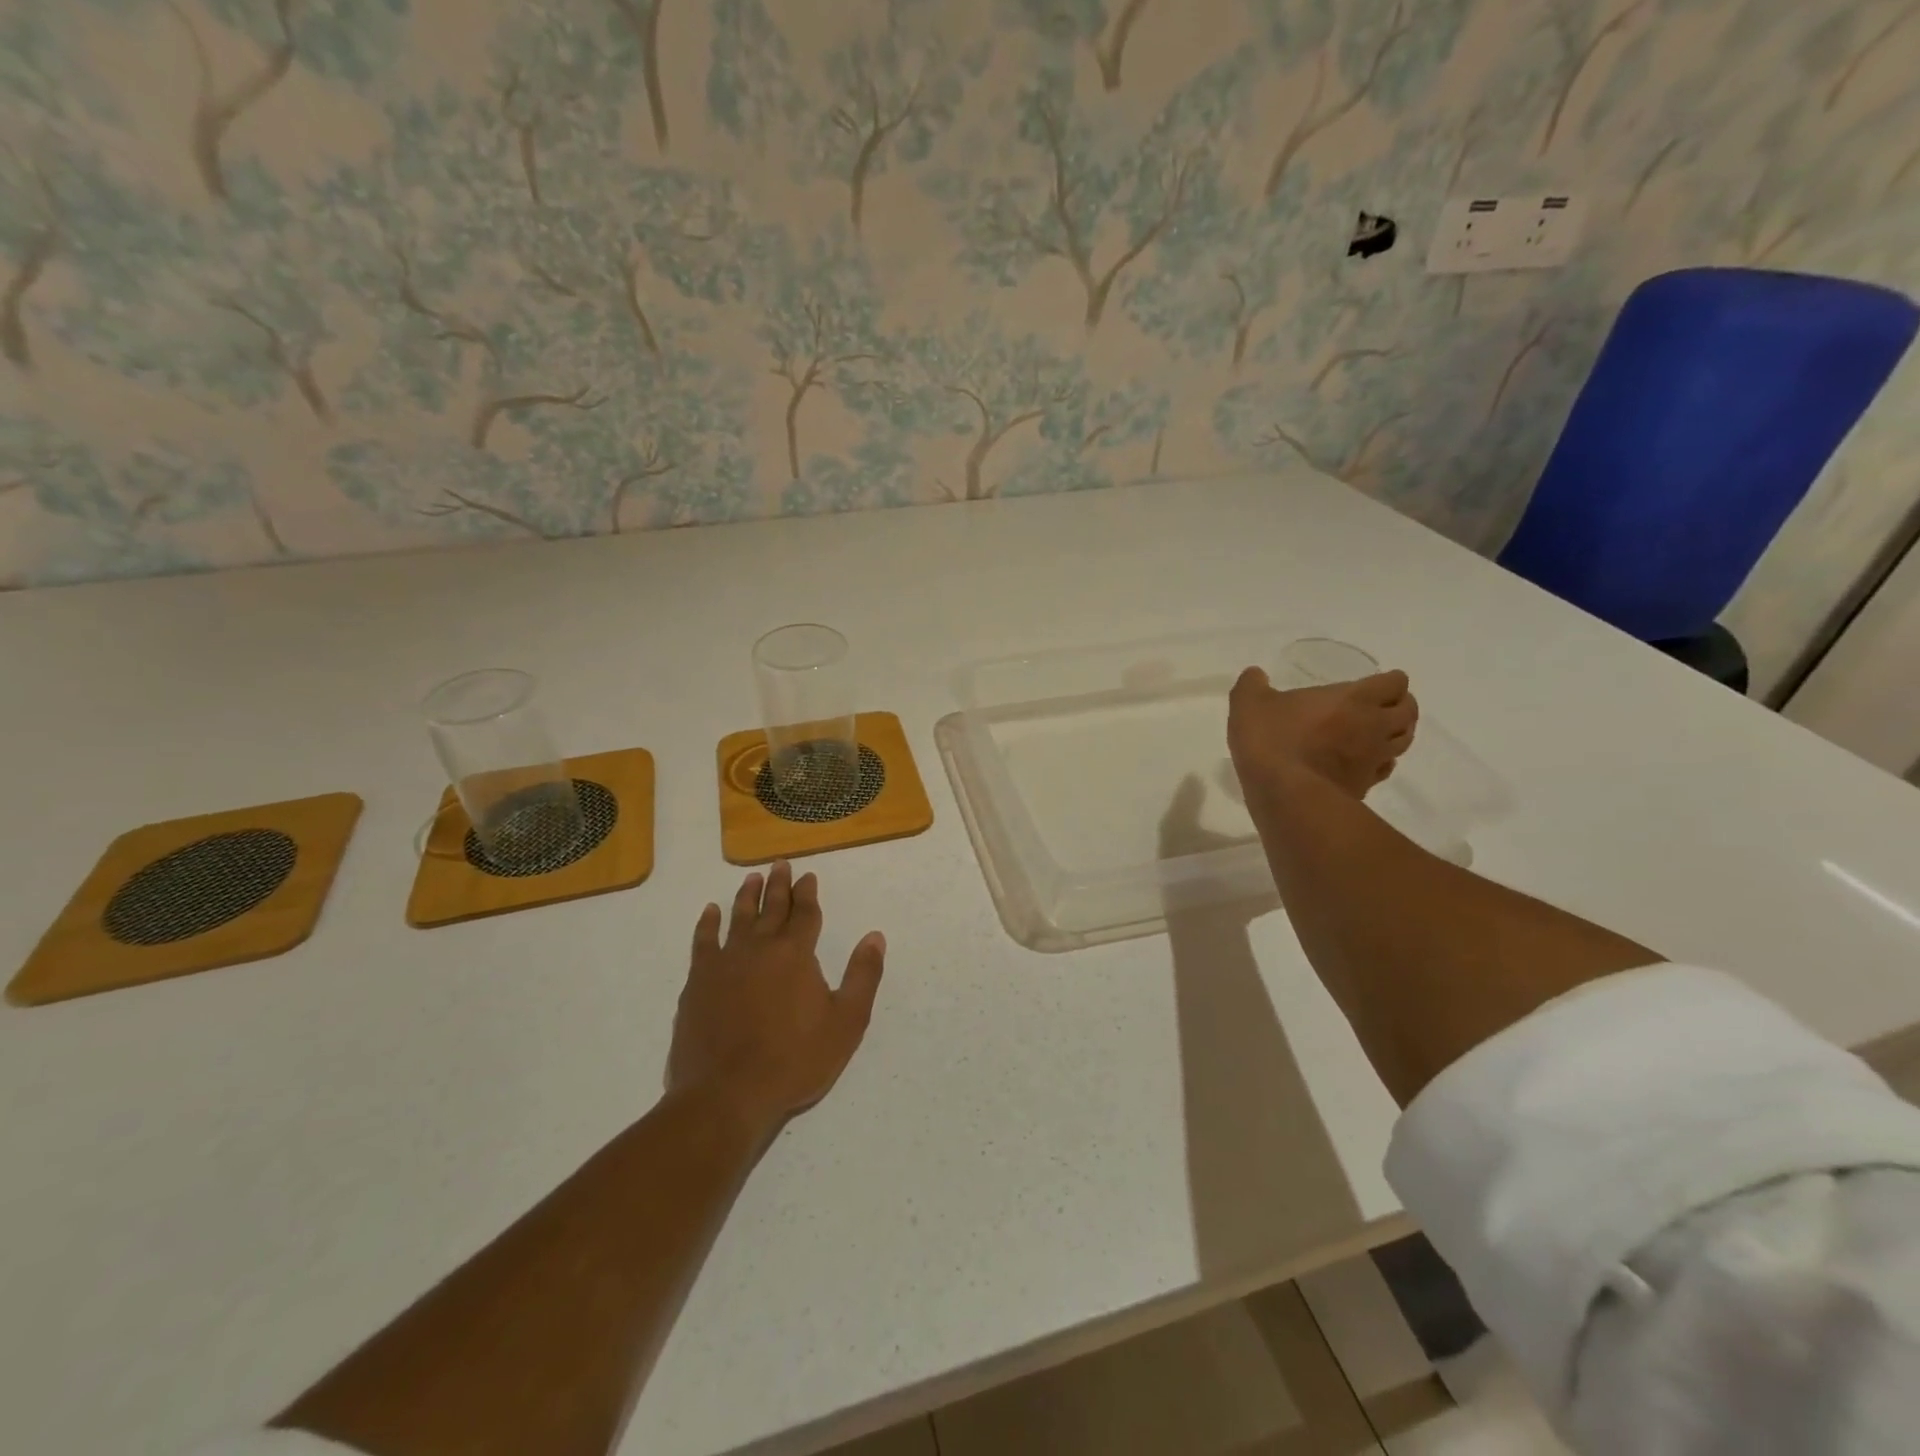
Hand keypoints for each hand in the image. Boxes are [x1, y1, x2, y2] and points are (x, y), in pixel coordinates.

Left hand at [667, 861, 885, 1134]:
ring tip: (751, 878)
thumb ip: (863, 976)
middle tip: (780, 864)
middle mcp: (760, 947)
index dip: (808, 893)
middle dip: (779, 885)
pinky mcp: (698, 982)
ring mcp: (725, 963)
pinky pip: (704, 941)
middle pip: (771, 908)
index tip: (808, 876)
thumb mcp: (846, 1022)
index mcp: (795, 954)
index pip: (804, 914)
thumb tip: (875, 936)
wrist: (727, 1094)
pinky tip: (710, 913)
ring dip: (747, 896)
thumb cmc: (794, 1060)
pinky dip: (708, 924)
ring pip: (738, 918)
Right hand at [1227, 667, 1418, 801]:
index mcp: (1354, 698)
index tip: (1373, 683)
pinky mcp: (1365, 786)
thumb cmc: (1272, 740)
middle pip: (1409, 711)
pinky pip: (1385, 769)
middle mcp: (1374, 725)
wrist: (1285, 795)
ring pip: (1404, 741)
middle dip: (1400, 705)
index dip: (1389, 681)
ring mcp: (1373, 759)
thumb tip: (1255, 674)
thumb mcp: (1249, 703)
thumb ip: (1252, 685)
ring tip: (1378, 732)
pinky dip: (1381, 762)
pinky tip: (1364, 763)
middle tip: (1380, 706)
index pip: (1394, 683)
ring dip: (1397, 734)